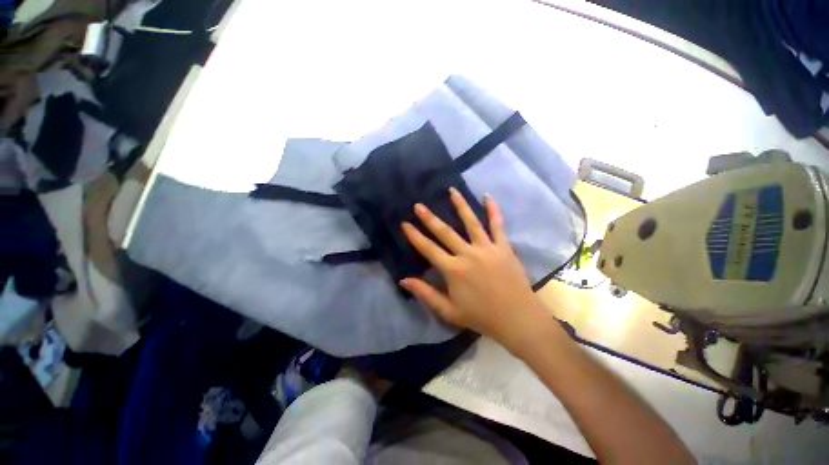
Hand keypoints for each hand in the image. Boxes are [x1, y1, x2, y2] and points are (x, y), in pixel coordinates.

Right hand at [400, 188, 549, 351]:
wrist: (517, 319)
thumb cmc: (481, 317)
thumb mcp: (448, 311)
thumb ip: (425, 293)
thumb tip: (404, 280)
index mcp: (453, 270)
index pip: (428, 249)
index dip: (415, 236)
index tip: (405, 224)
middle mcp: (468, 254)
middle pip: (445, 232)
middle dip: (429, 218)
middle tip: (418, 205)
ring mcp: (487, 248)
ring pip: (471, 222)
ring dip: (460, 205)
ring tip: (452, 191)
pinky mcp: (503, 248)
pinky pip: (497, 226)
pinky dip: (493, 211)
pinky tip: (488, 197)